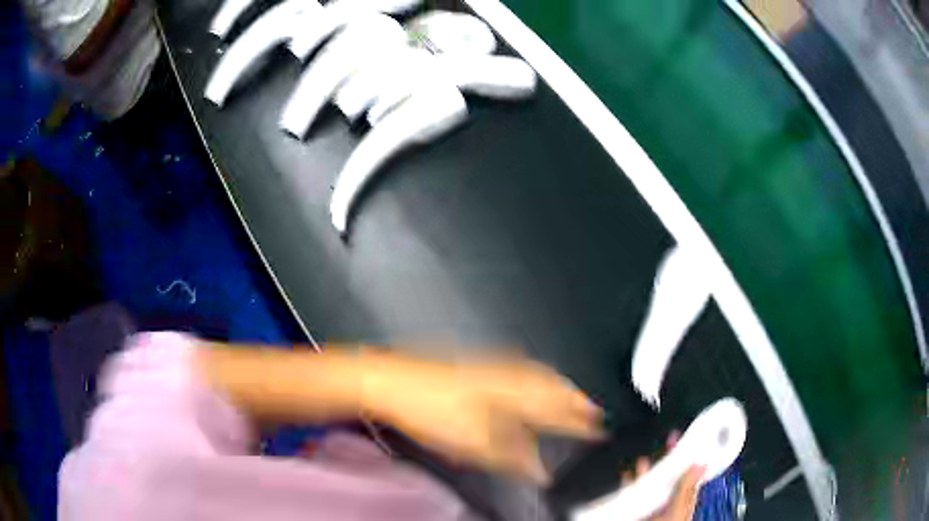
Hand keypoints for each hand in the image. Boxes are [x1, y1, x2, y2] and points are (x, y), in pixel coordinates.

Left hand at [361, 352, 603, 482]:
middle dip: (575, 399)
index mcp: (509, 396)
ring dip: (557, 384)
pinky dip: (533, 374)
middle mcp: (504, 377)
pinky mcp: (473, 364)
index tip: (597, 428)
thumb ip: (512, 457)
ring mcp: (489, 367)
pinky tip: (527, 376)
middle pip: (551, 387)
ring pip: (536, 373)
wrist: (390, 382)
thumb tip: (538, 469)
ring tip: (569, 391)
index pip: (556, 410)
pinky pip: (516, 366)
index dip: (581, 422)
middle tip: (591, 407)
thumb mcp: (473, 444)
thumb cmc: (426, 409)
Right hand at [621, 433, 704, 520]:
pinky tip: (627, 475)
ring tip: (647, 457)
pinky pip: (631, 493)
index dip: (692, 456)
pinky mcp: (632, 509)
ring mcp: (650, 506)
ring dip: (649, 469)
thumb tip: (700, 465)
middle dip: (671, 457)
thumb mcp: (676, 513)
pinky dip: (629, 483)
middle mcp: (667, 503)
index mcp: (682, 503)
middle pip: (671, 476)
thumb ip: (686, 491)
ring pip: (651, 483)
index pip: (690, 475)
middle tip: (672, 438)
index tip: (693, 438)